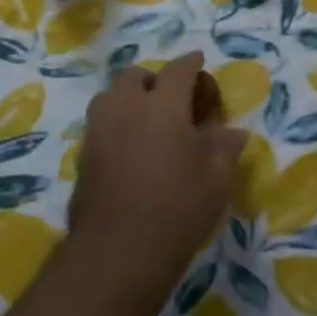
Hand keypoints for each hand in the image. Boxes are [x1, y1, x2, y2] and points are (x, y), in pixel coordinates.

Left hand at [68, 52, 248, 306]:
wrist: (118, 252)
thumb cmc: (178, 207)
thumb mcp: (217, 177)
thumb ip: (225, 146)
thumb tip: (233, 132)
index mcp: (163, 105)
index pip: (179, 69)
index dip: (192, 63)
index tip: (200, 62)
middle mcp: (126, 108)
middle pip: (135, 76)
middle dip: (155, 79)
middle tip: (174, 101)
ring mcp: (99, 131)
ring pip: (110, 97)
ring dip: (129, 99)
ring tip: (148, 122)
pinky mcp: (83, 157)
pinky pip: (100, 125)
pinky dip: (116, 125)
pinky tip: (132, 150)